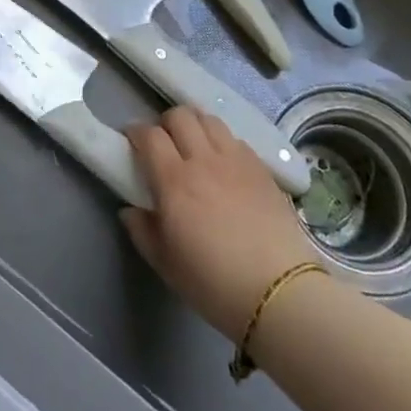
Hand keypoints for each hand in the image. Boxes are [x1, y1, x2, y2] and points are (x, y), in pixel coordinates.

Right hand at [120, 107, 324, 340]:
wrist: (279, 294)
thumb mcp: (166, 264)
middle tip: (163, 144)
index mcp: (174, 180)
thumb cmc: (214, 283)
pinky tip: (223, 163)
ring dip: (195, 125)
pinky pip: (236, 139)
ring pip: (209, 120)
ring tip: (194, 145)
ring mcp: (236, 161)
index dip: (136, 132)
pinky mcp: (262, 169)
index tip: (132, 141)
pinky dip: (222, 141)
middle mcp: (203, 160)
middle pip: (180, 116)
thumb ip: (142, 231)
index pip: (150, 135)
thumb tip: (130, 210)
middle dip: (165, 123)